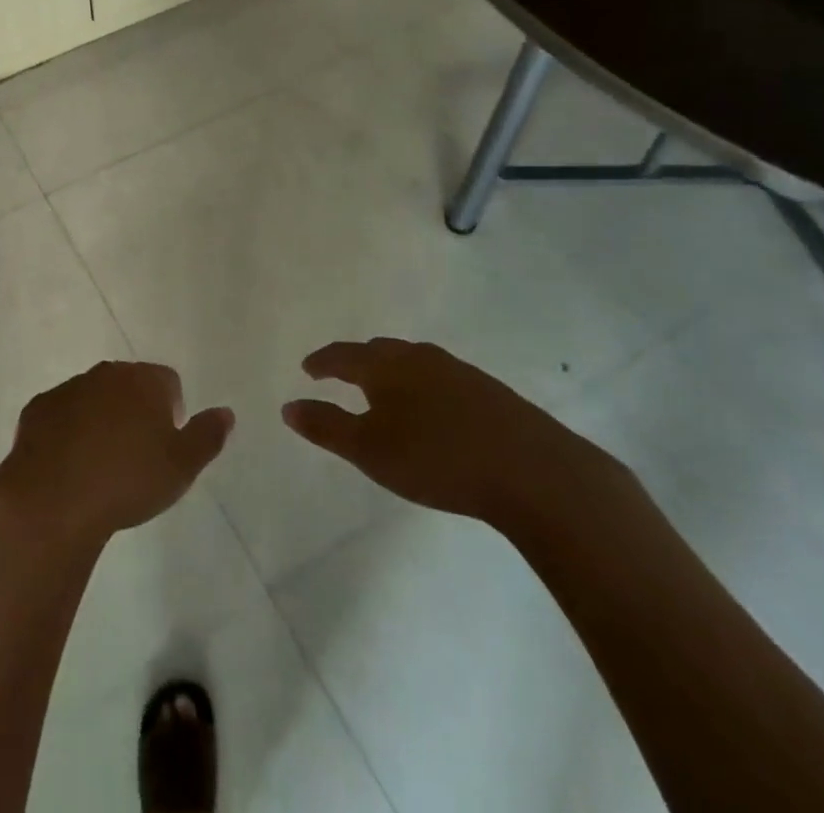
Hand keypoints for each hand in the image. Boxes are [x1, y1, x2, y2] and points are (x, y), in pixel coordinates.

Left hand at [0, 362, 233, 552]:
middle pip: (129, 384)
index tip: (166, 444)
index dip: (172, 410)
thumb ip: (207, 436)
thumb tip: (226, 412)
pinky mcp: (37, 408)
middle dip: (135, 410)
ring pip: (94, 397)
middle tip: (136, 454)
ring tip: (102, 463)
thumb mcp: (181, 467)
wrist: (55, 497)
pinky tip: (70, 464)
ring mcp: (68, 388)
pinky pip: (62, 414)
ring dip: (101, 418)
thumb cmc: (128, 480)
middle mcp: (105, 373)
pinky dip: (68, 430)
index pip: (168, 382)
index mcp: (143, 380)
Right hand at [282, 339, 616, 526]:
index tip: (308, 368)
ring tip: (385, 390)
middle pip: (379, 351)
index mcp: (386, 366)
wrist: (536, 472)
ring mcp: (459, 371)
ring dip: (392, 371)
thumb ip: (326, 426)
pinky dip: (423, 386)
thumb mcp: (370, 450)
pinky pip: (441, 378)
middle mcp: (420, 357)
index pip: (343, 355)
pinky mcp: (490, 391)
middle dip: (357, 361)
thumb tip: (287, 406)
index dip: (322, 361)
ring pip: (413, 362)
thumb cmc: (438, 458)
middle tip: (341, 374)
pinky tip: (434, 409)